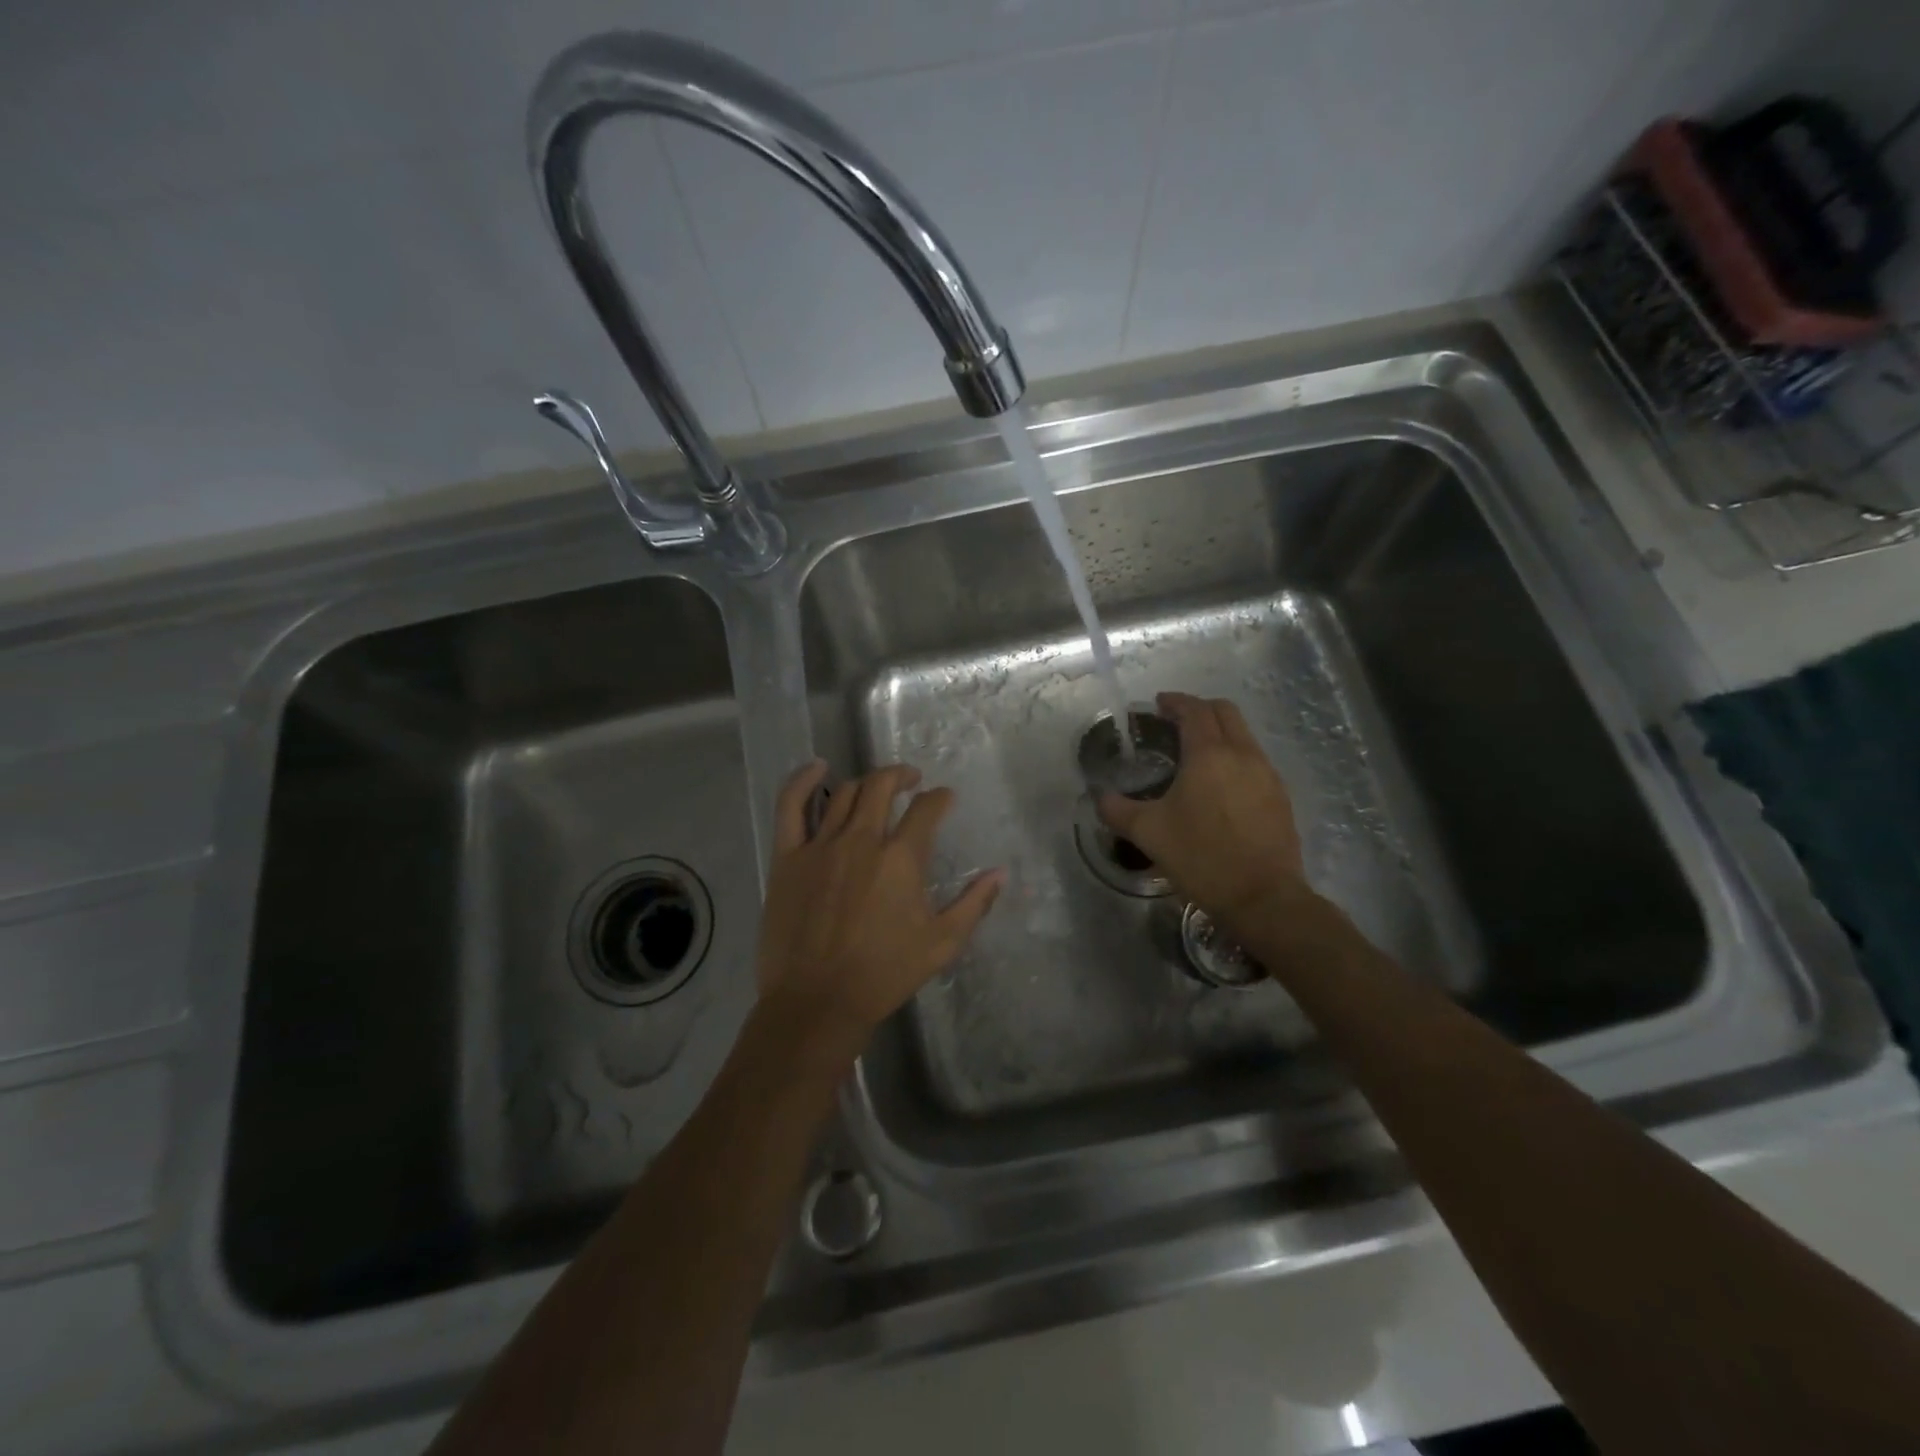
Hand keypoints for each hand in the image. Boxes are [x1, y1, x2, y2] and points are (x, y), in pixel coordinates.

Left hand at [756, 760, 1003, 1059]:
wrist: (818, 1002)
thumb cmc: (884, 974)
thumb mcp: (941, 944)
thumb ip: (974, 904)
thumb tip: (1000, 873)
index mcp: (901, 859)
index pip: (927, 809)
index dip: (940, 798)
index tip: (945, 799)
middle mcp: (862, 840)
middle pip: (882, 786)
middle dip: (902, 776)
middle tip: (912, 781)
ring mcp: (821, 845)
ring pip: (844, 793)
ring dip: (866, 783)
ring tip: (876, 787)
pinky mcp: (787, 857)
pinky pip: (790, 807)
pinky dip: (802, 781)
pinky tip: (817, 767)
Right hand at [1098, 693, 1310, 933]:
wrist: (1263, 898)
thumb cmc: (1202, 858)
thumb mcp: (1148, 834)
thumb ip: (1118, 810)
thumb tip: (1100, 797)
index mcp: (1209, 755)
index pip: (1194, 710)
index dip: (1175, 702)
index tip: (1158, 704)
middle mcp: (1243, 755)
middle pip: (1226, 712)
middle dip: (1200, 709)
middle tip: (1176, 722)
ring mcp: (1267, 775)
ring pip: (1244, 736)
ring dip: (1220, 733)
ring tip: (1196, 755)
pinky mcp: (1281, 798)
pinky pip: (1256, 762)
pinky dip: (1235, 758)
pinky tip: (1220, 786)